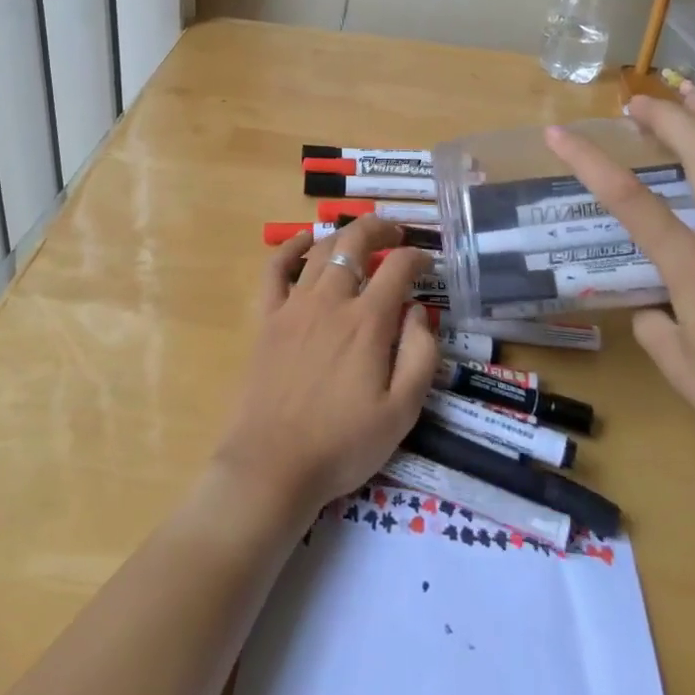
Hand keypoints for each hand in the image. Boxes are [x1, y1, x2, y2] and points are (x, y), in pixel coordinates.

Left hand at [212, 218, 438, 519]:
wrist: (273, 465)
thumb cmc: (343, 444)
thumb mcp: (402, 412)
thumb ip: (420, 356)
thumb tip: (419, 312)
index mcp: (368, 322)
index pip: (398, 268)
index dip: (417, 256)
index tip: (427, 261)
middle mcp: (331, 301)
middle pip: (356, 243)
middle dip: (380, 228)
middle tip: (396, 231)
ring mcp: (294, 306)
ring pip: (321, 250)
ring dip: (344, 234)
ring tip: (361, 236)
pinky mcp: (268, 318)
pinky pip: (276, 269)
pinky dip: (291, 247)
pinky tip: (305, 240)